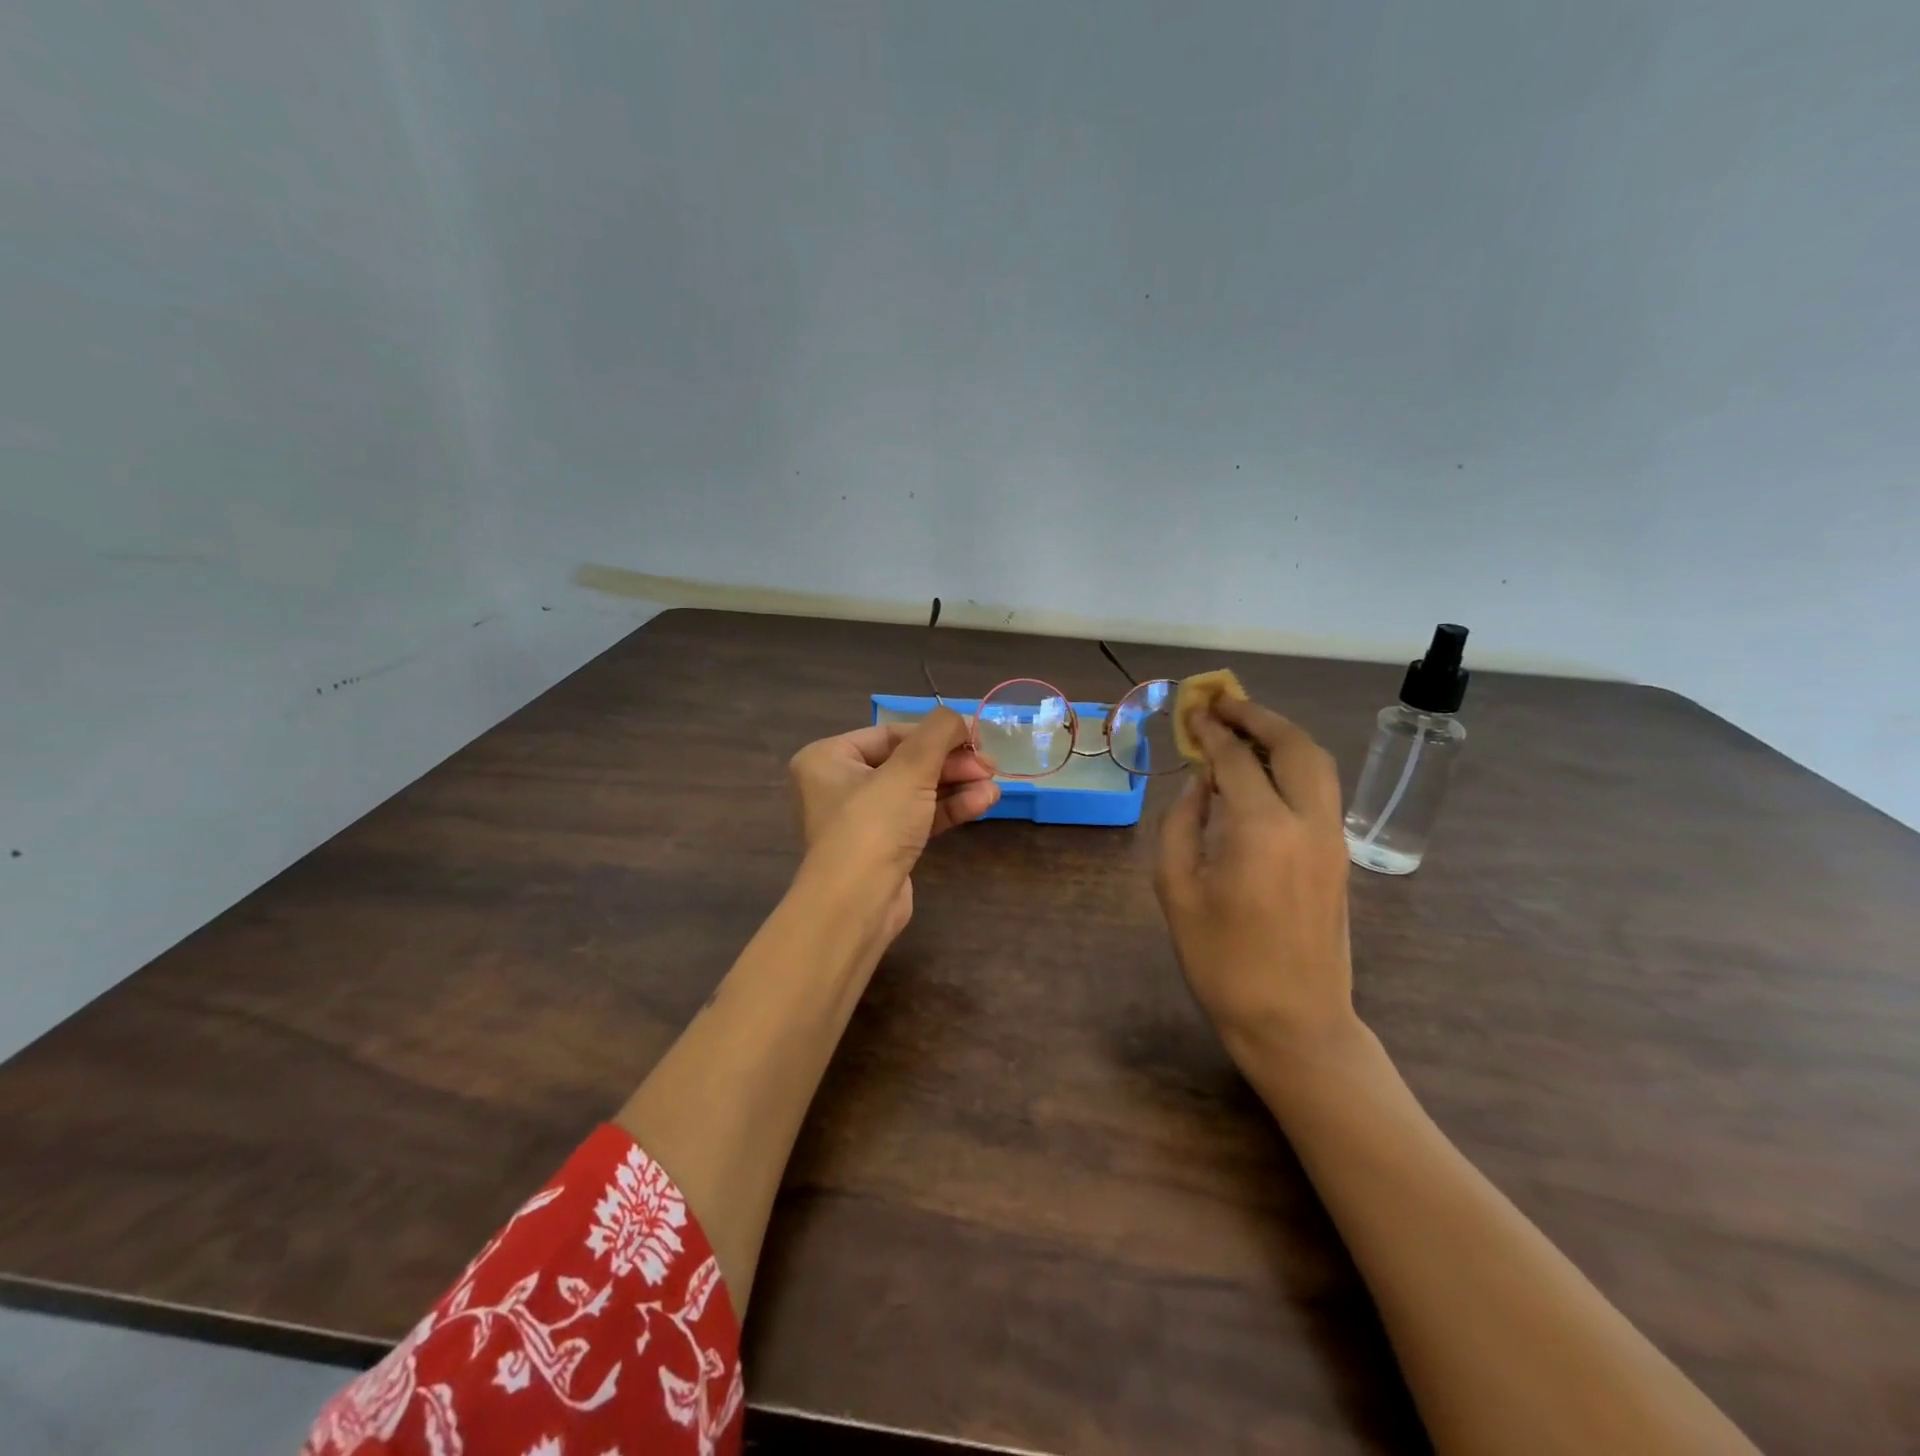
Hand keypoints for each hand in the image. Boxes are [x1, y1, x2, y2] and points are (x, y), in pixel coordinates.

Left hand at [788, 709, 998, 941]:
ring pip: (917, 791)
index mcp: (829, 758)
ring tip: (994, 786)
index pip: (891, 733)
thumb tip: (958, 718)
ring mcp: (863, 819)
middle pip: (907, 762)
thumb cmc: (874, 824)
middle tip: (989, 765)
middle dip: (951, 763)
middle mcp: (840, 784)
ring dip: (957, 786)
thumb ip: (938, 733)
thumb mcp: (909, 769)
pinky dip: (949, 808)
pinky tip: (983, 802)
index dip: (936, 734)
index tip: (975, 738)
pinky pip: (919, 817)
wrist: (857, 904)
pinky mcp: (884, 847)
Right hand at [1154, 696, 1358, 1065]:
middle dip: (1258, 716)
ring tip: (1246, 726)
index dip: (1210, 731)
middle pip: (1293, 745)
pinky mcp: (1340, 856)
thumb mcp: (1177, 891)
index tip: (1191, 711)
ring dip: (1283, 736)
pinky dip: (1295, 764)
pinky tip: (1265, 772)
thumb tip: (1197, 784)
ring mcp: (1332, 838)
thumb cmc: (1222, 961)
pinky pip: (1321, 791)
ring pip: (1318, 763)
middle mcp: (1306, 822)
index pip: (1235, 760)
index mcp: (1261, 829)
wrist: (1294, 1021)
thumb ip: (1181, 825)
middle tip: (1224, 703)